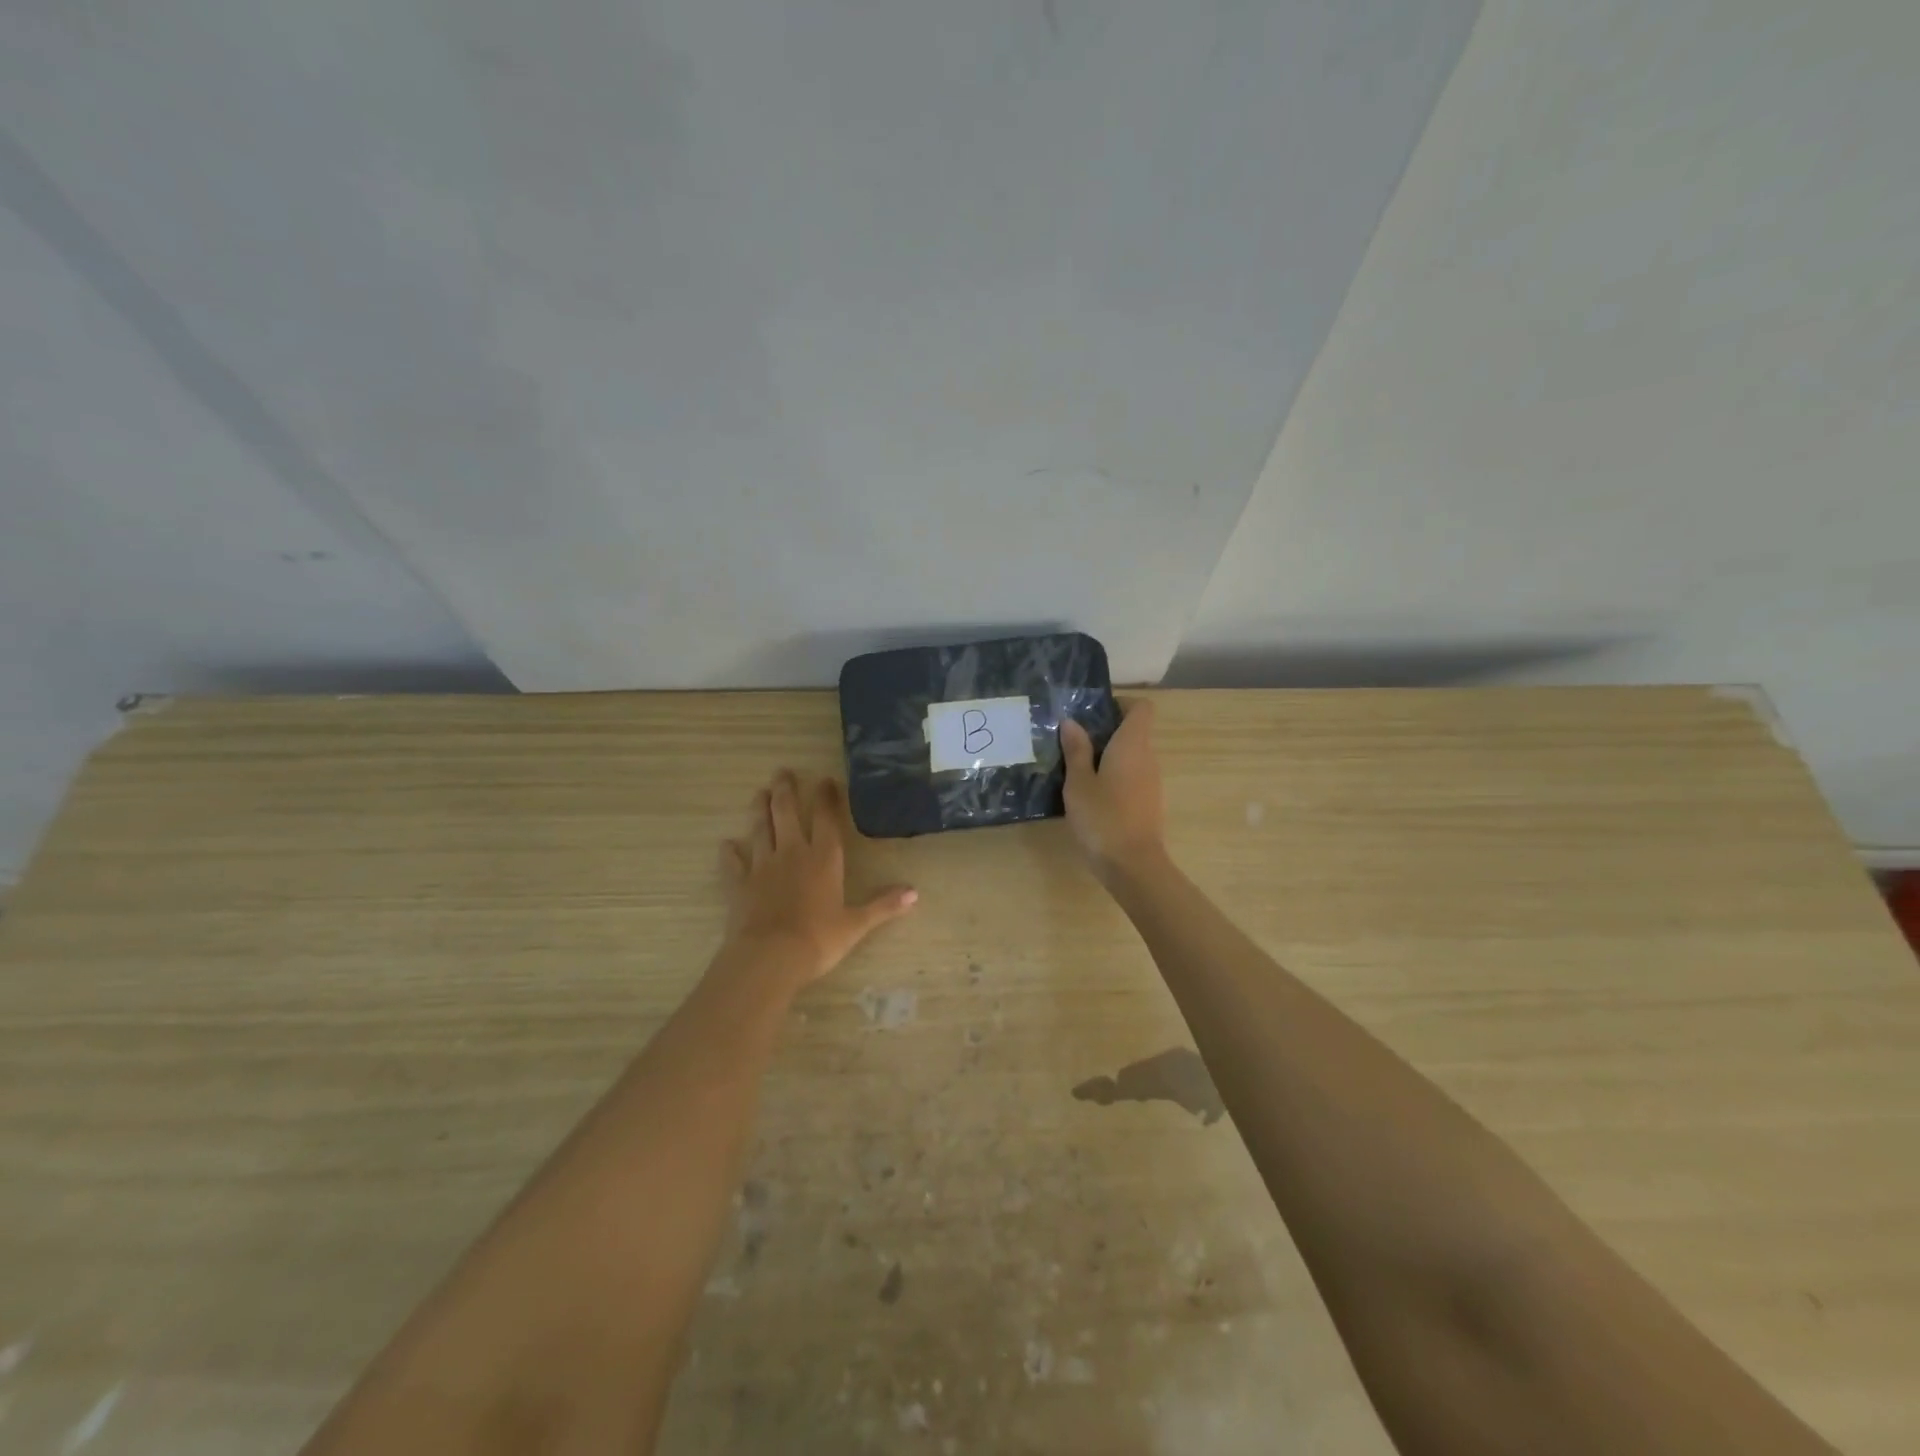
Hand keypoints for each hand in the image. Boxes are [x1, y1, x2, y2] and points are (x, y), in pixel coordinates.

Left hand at [719, 771, 917, 987]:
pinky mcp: (739, 884)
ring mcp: (762, 866)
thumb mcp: (856, 924)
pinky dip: (730, 853)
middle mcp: (792, 853)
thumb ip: (883, 906)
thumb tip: (915, 893)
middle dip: (785, 790)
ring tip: (759, 794)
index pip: (827, 819)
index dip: (827, 797)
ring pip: (760, 829)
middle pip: (787, 813)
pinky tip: (726, 844)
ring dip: (760, 810)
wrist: (769, 957)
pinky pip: (733, 863)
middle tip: (782, 772)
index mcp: (823, 858)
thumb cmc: (818, 939)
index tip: (825, 779)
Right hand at [1060, 699, 1166, 879]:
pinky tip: (1090, 794)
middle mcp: (1148, 757)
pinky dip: (1114, 777)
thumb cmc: (1103, 818)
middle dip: (1106, 731)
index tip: (1093, 713)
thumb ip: (1076, 750)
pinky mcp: (1148, 802)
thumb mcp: (1079, 782)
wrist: (1133, 865)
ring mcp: (1152, 782)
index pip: (1141, 708)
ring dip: (1108, 756)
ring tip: (1076, 768)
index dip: (1120, 704)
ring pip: (1132, 756)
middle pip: (1134, 731)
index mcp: (1132, 745)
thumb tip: (1072, 722)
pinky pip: (1132, 777)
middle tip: (1072, 741)